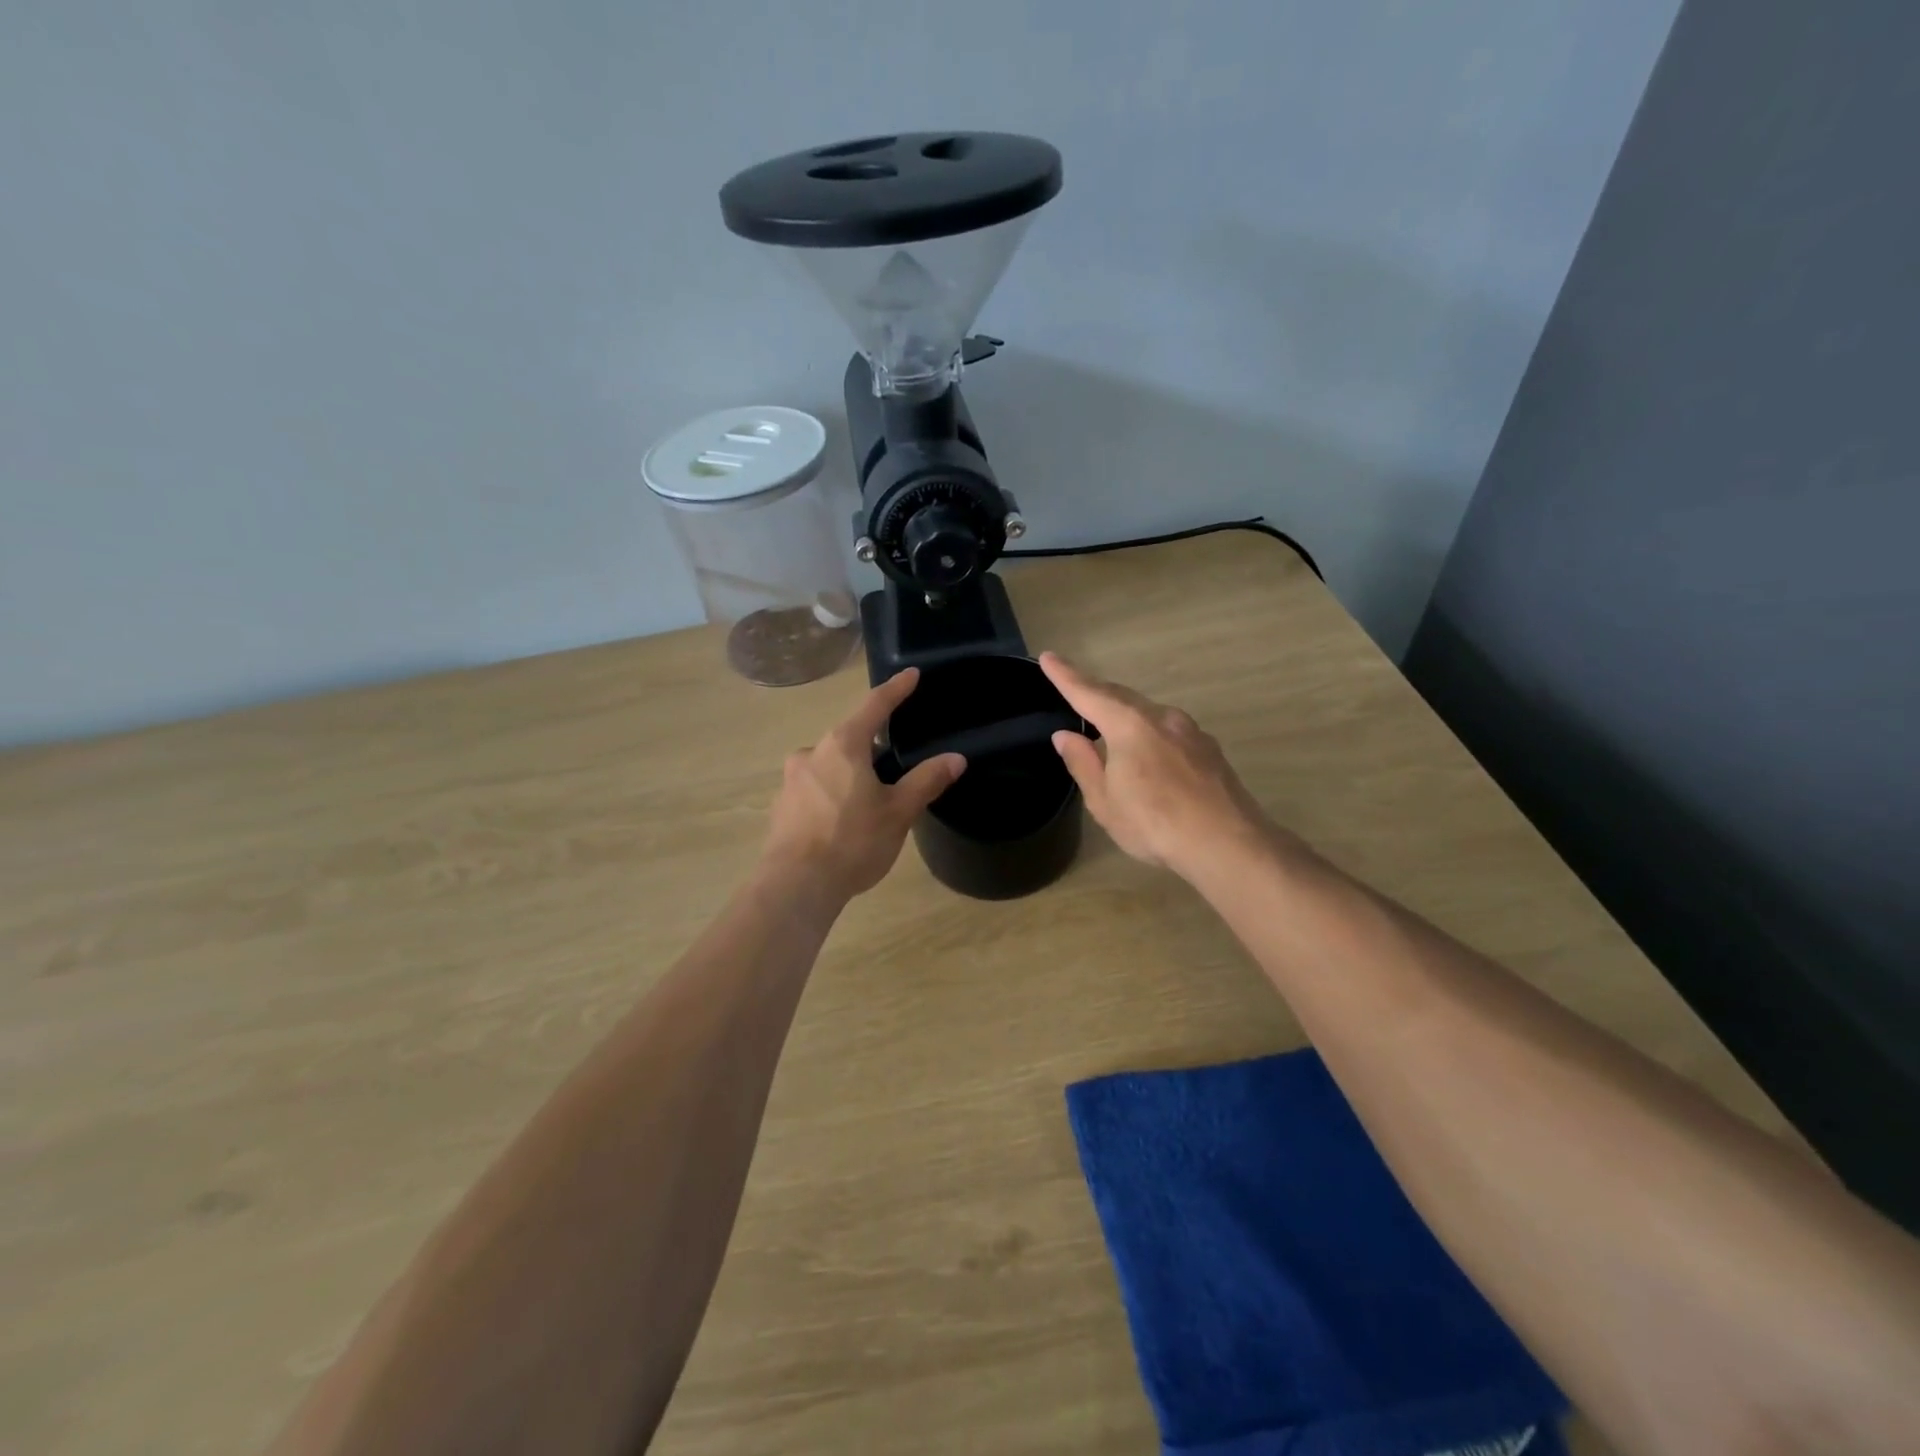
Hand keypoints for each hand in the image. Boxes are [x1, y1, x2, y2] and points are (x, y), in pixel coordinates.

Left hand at [763, 668, 966, 899]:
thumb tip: (955, 758)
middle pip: (850, 737)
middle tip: (896, 763)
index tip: (911, 674)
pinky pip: (815, 787)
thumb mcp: (898, 811)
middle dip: (873, 746)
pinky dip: (833, 793)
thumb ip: (926, 781)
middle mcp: (812, 752)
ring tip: (871, 800)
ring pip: (831, 764)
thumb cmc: (852, 841)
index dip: (896, 689)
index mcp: (843, 745)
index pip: (875, 706)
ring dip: (852, 772)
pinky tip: (844, 820)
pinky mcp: (782, 805)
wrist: (796, 885)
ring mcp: (792, 779)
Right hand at [1040, 652, 1269, 878]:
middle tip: (1074, 688)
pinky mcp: (1209, 750)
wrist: (1228, 843)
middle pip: (1121, 697)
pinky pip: (1169, 731)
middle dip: (1096, 691)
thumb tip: (1065, 736)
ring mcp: (1191, 731)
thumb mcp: (1105, 801)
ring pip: (1148, 713)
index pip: (1089, 693)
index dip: (1065, 676)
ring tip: (1109, 727)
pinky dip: (1150, 733)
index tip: (1048, 656)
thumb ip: (1083, 764)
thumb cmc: (1155, 824)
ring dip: (1125, 714)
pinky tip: (1149, 756)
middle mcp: (1161, 717)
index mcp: (1129, 726)